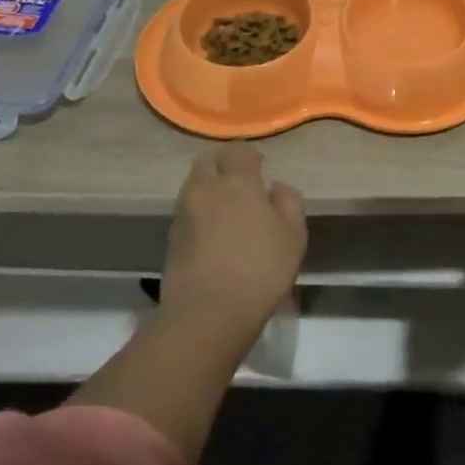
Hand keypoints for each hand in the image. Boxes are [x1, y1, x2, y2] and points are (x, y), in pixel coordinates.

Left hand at [160, 144, 307, 342]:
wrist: (207, 314)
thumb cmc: (260, 269)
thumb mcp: (293, 234)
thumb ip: (288, 202)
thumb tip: (276, 187)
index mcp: (237, 182)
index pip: (237, 150)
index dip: (250, 155)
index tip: (261, 168)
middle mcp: (205, 190)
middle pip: (207, 162)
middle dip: (223, 165)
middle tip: (242, 184)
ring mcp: (183, 214)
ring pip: (194, 187)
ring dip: (209, 190)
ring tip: (228, 211)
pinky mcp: (171, 239)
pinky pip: (187, 213)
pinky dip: (200, 214)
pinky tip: (215, 235)